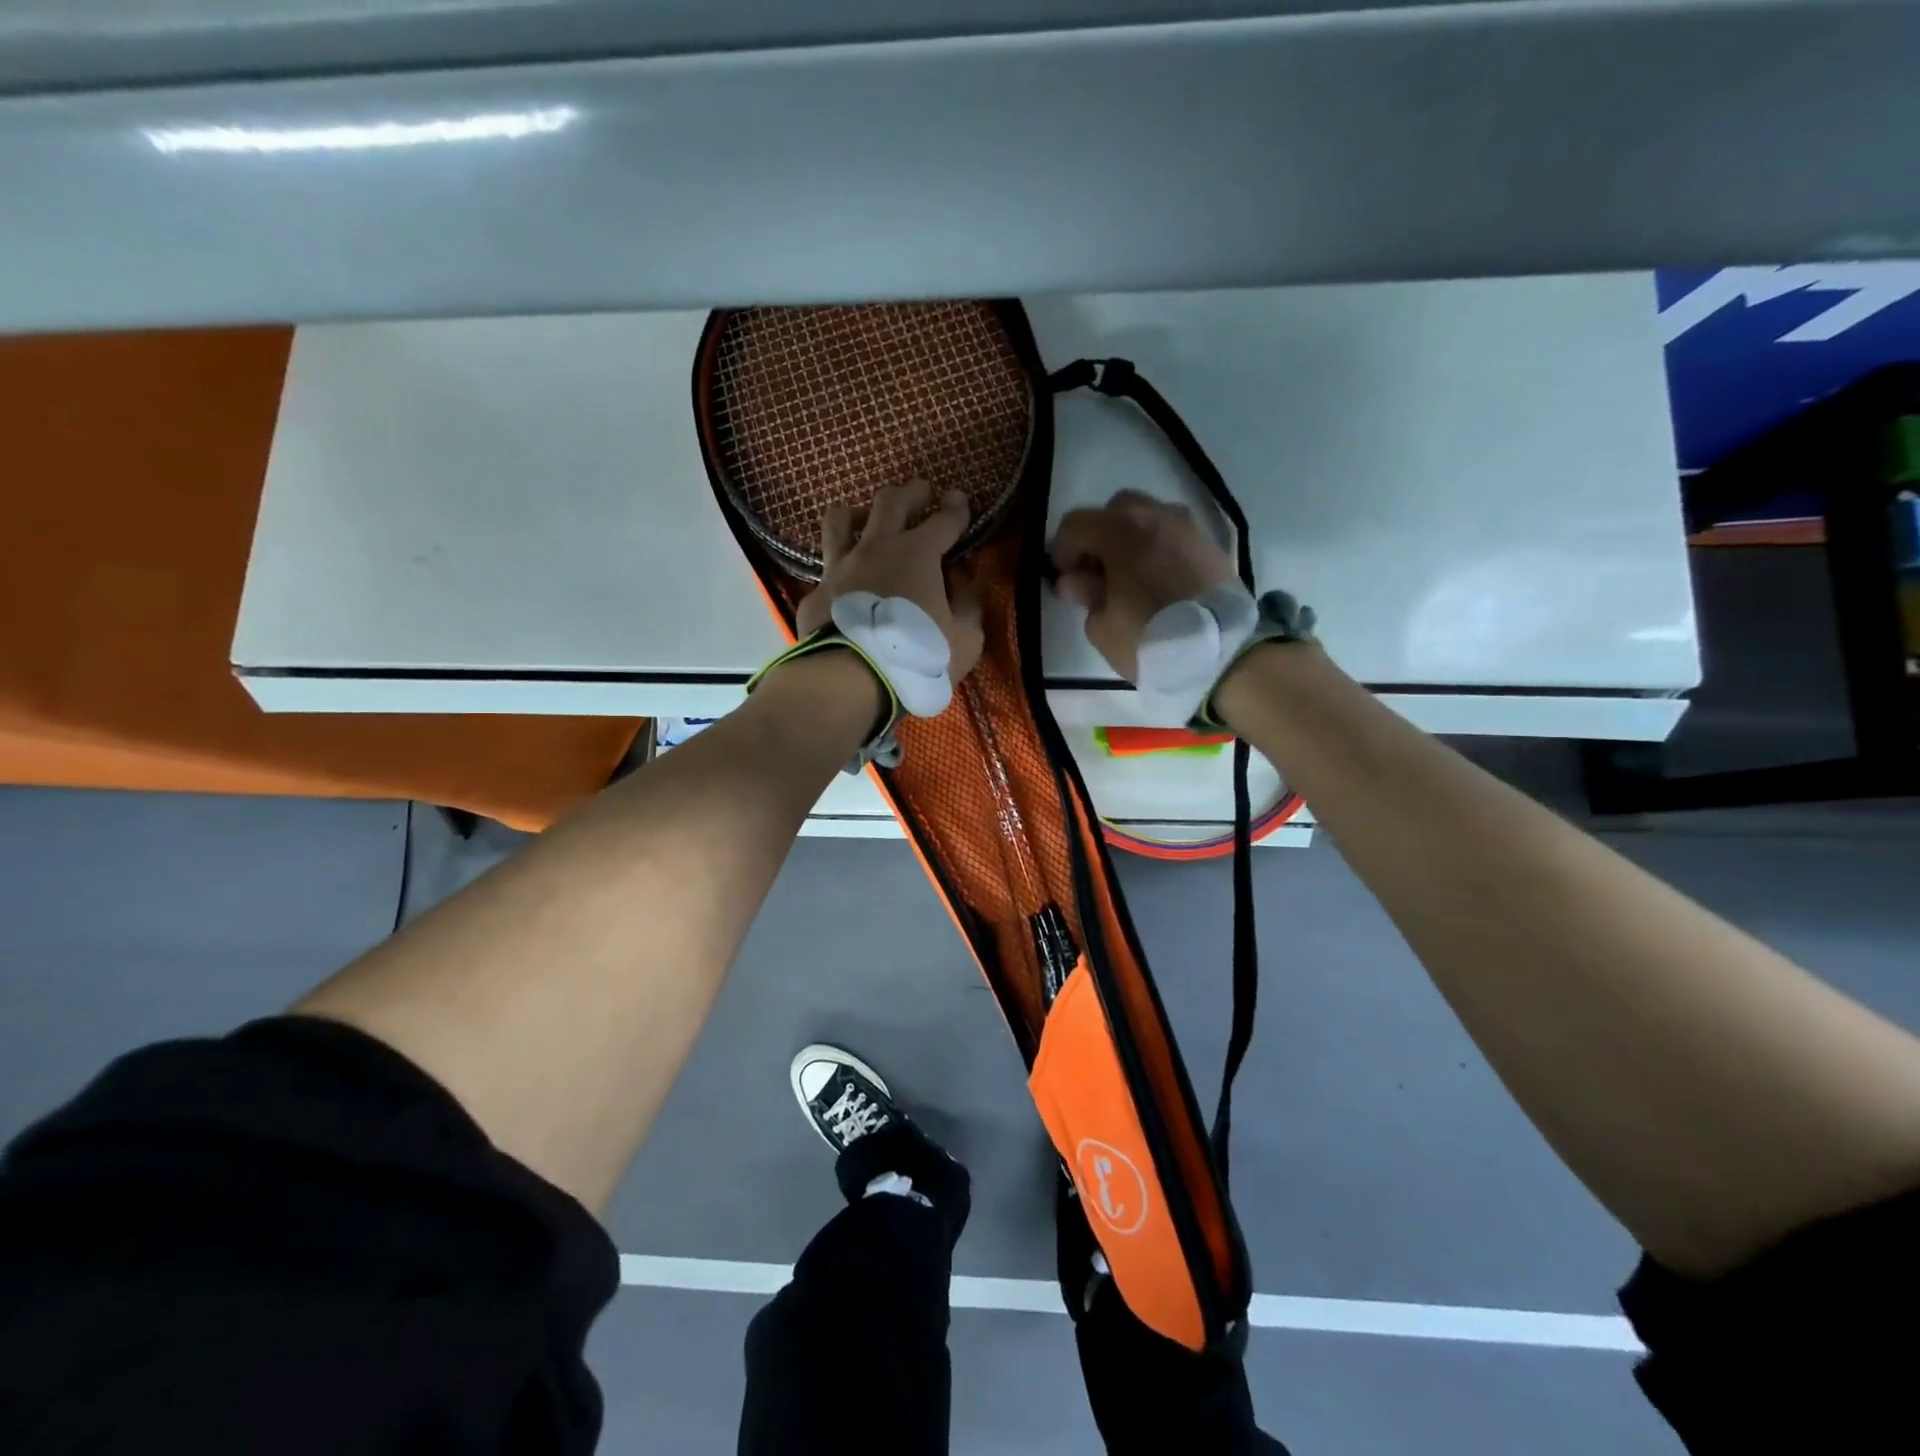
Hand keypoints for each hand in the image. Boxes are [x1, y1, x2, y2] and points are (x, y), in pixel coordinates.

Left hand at [795, 479, 984, 680]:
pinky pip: (826, 567)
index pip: (944, 520)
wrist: (851, 678)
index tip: (960, 498)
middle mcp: (876, 548)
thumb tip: (970, 590)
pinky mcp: (816, 591)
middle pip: (890, 502)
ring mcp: (840, 567)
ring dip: (857, 512)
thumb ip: (969, 610)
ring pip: (840, 519)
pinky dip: (838, 566)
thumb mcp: (963, 640)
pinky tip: (842, 577)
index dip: (956, 508)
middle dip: (910, 492)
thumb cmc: (915, 656)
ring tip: (865, 517)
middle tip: (919, 490)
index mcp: (918, 554)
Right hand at [1049, 489, 1236, 681]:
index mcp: (1121, 532)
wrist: (1221, 653)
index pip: (1075, 524)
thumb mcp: (1102, 627)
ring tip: (1131, 576)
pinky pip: (1176, 536)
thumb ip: (1085, 595)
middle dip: (1100, 535)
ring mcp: (1189, 528)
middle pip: (1116, 509)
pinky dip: (1161, 549)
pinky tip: (1160, 581)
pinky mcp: (1212, 546)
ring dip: (1133, 538)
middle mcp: (1155, 517)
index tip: (1066, 579)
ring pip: (1150, 517)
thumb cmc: (1149, 640)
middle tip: (1098, 573)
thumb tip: (1075, 580)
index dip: (1063, 550)